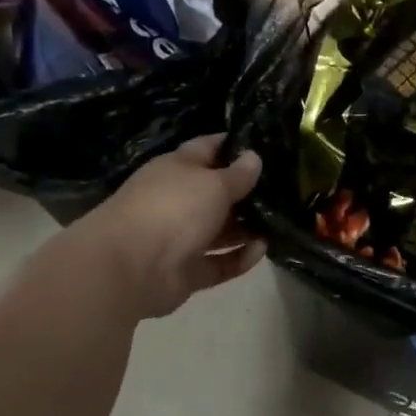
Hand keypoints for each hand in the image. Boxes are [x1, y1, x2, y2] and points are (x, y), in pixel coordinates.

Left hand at [79, 136, 266, 318]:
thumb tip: (254, 157)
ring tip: (279, 222)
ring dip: (247, 228)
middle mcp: (178, 200)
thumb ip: (238, 174)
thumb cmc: (173, 209)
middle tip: (284, 189)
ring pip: (220, 230)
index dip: (233, 145)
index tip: (264, 144)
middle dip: (247, 192)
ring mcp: (181, 238)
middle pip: (217, 193)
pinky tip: (261, 250)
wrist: (130, 267)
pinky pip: (220, 263)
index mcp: (177, 169)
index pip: (208, 149)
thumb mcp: (213, 183)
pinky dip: (240, 258)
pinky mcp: (187, 271)